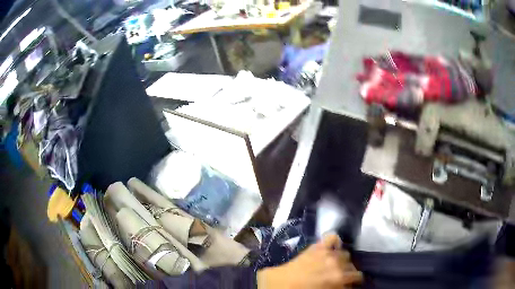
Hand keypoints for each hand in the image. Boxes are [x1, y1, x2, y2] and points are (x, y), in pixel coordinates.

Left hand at [257, 234, 362, 288]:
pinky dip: (334, 241)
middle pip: (351, 264)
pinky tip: (332, 247)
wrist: (281, 284)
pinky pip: (332, 237)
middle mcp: (338, 263)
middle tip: (340, 276)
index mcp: (340, 277)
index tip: (350, 283)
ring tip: (335, 264)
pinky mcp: (318, 246)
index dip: (354, 281)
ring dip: (342, 259)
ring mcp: (328, 253)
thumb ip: (339, 286)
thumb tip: (345, 284)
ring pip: (345, 253)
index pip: (357, 276)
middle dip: (348, 271)